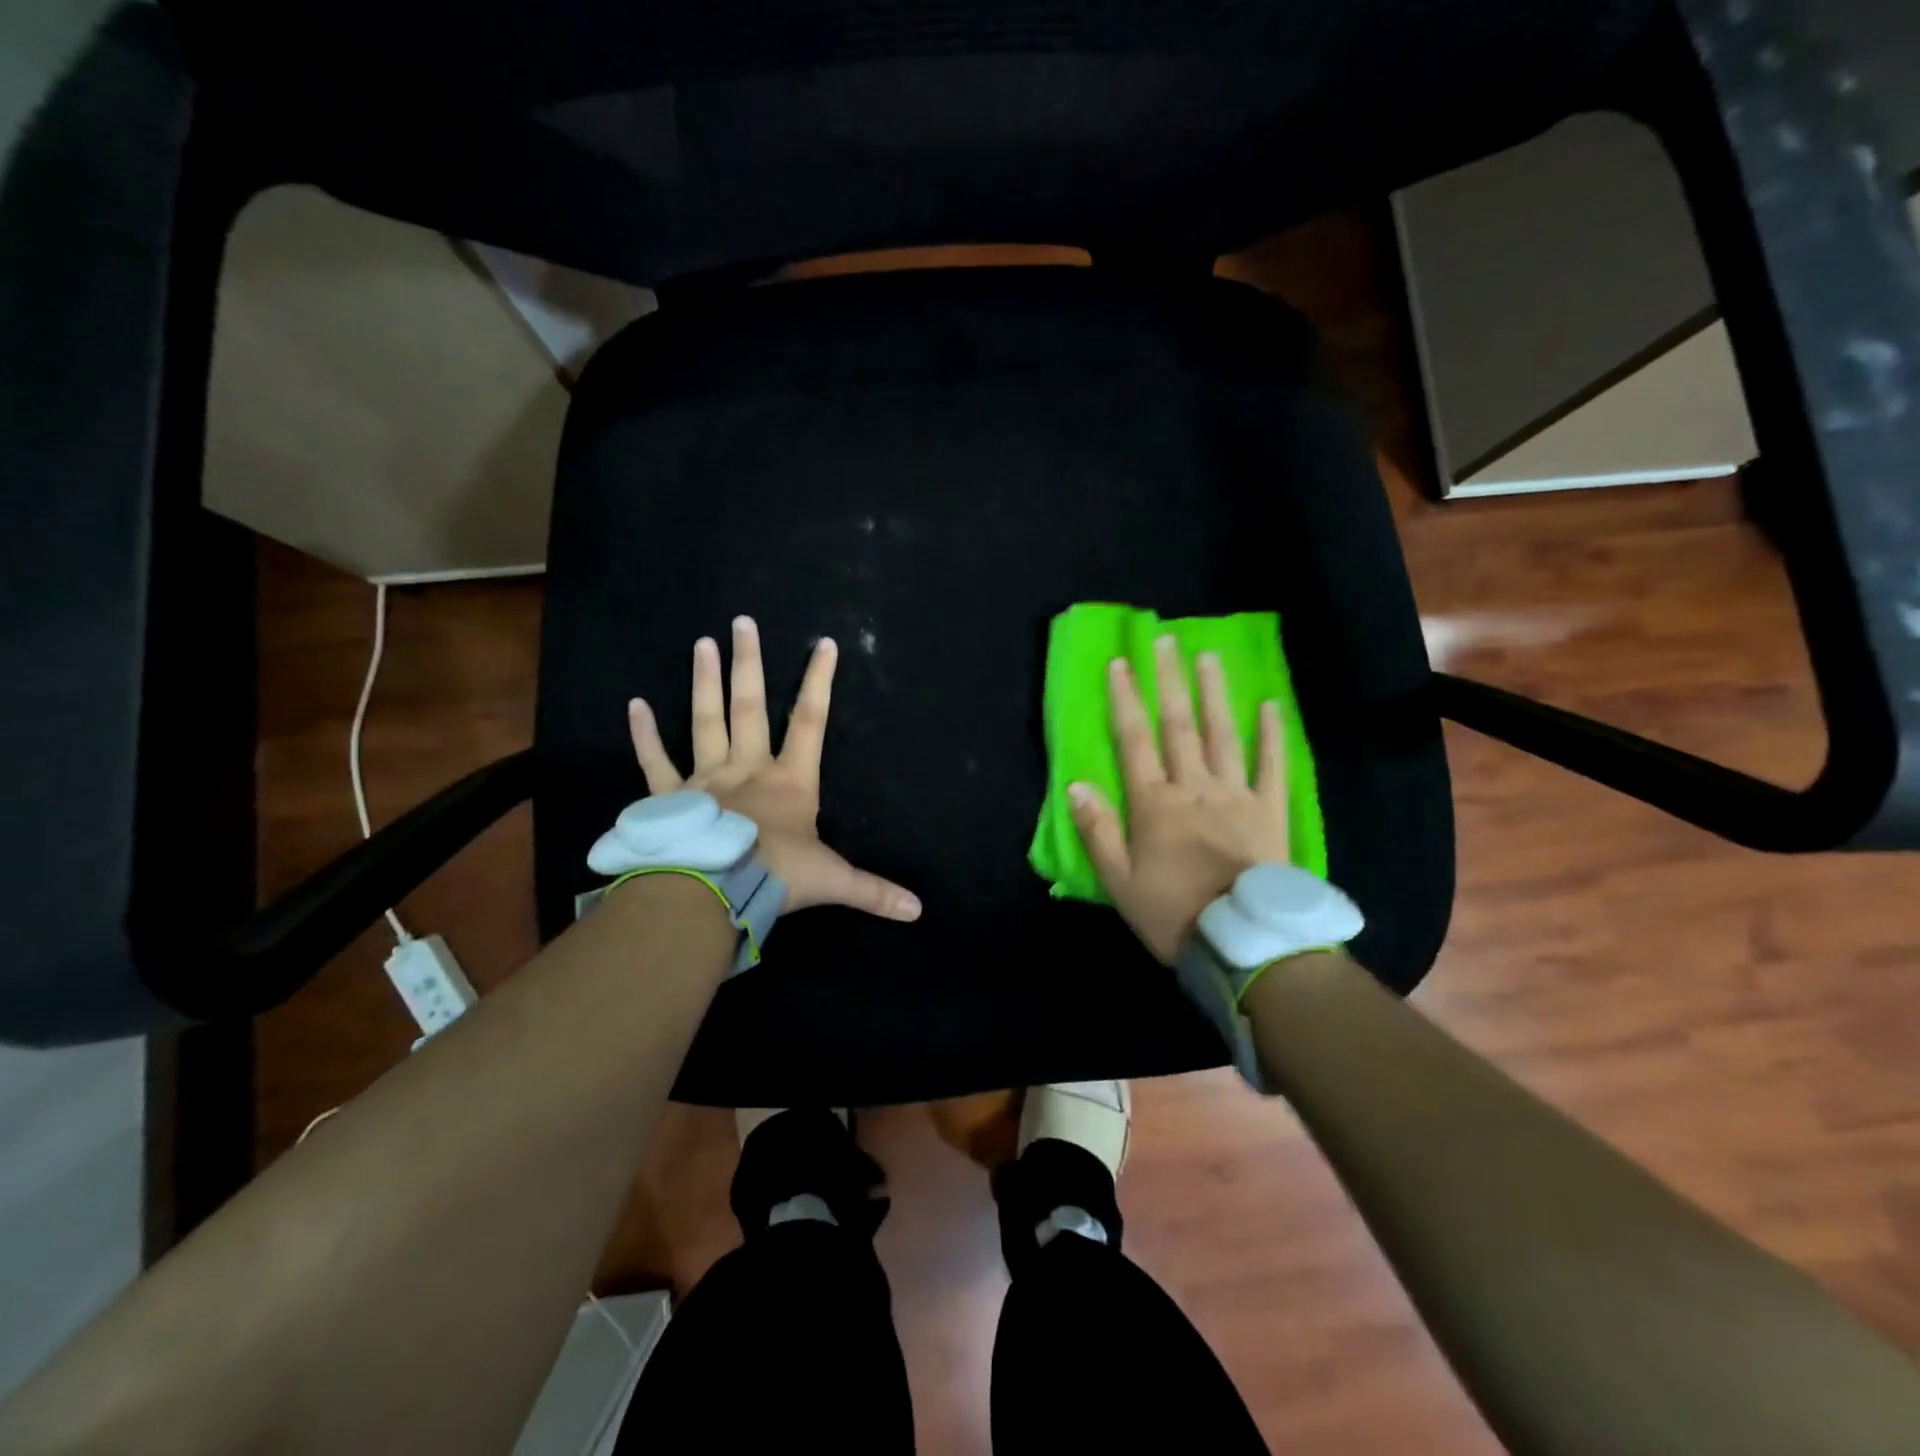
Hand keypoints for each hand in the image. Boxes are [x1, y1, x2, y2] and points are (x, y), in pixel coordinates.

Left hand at [626, 617, 922, 921]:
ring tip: (701, 642)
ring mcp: (707, 780)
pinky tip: (635, 704)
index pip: (811, 721)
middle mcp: (748, 769)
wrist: (714, 893)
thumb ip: (874, 891)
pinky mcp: (672, 798)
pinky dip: (645, 734)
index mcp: (791, 781)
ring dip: (704, 682)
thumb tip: (918, 911)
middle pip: (751, 707)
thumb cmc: (777, 877)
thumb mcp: (833, 882)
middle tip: (741, 622)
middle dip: (749, 664)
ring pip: (706, 721)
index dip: (819, 681)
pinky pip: (656, 761)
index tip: (824, 643)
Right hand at [1069, 636, 1288, 962]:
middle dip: (1170, 681)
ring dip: (1214, 694)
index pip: (1134, 741)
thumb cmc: (1171, 913)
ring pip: (1223, 735)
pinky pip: (1272, 766)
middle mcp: (1193, 788)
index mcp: (1154, 804)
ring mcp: (1236, 796)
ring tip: (1208, 657)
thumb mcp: (1118, 881)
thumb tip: (1075, 785)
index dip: (1125, 700)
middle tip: (1167, 640)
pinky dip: (1271, 735)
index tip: (1121, 663)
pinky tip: (1270, 705)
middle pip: (1179, 726)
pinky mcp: (1270, 812)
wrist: (1241, 944)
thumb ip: (1097, 831)